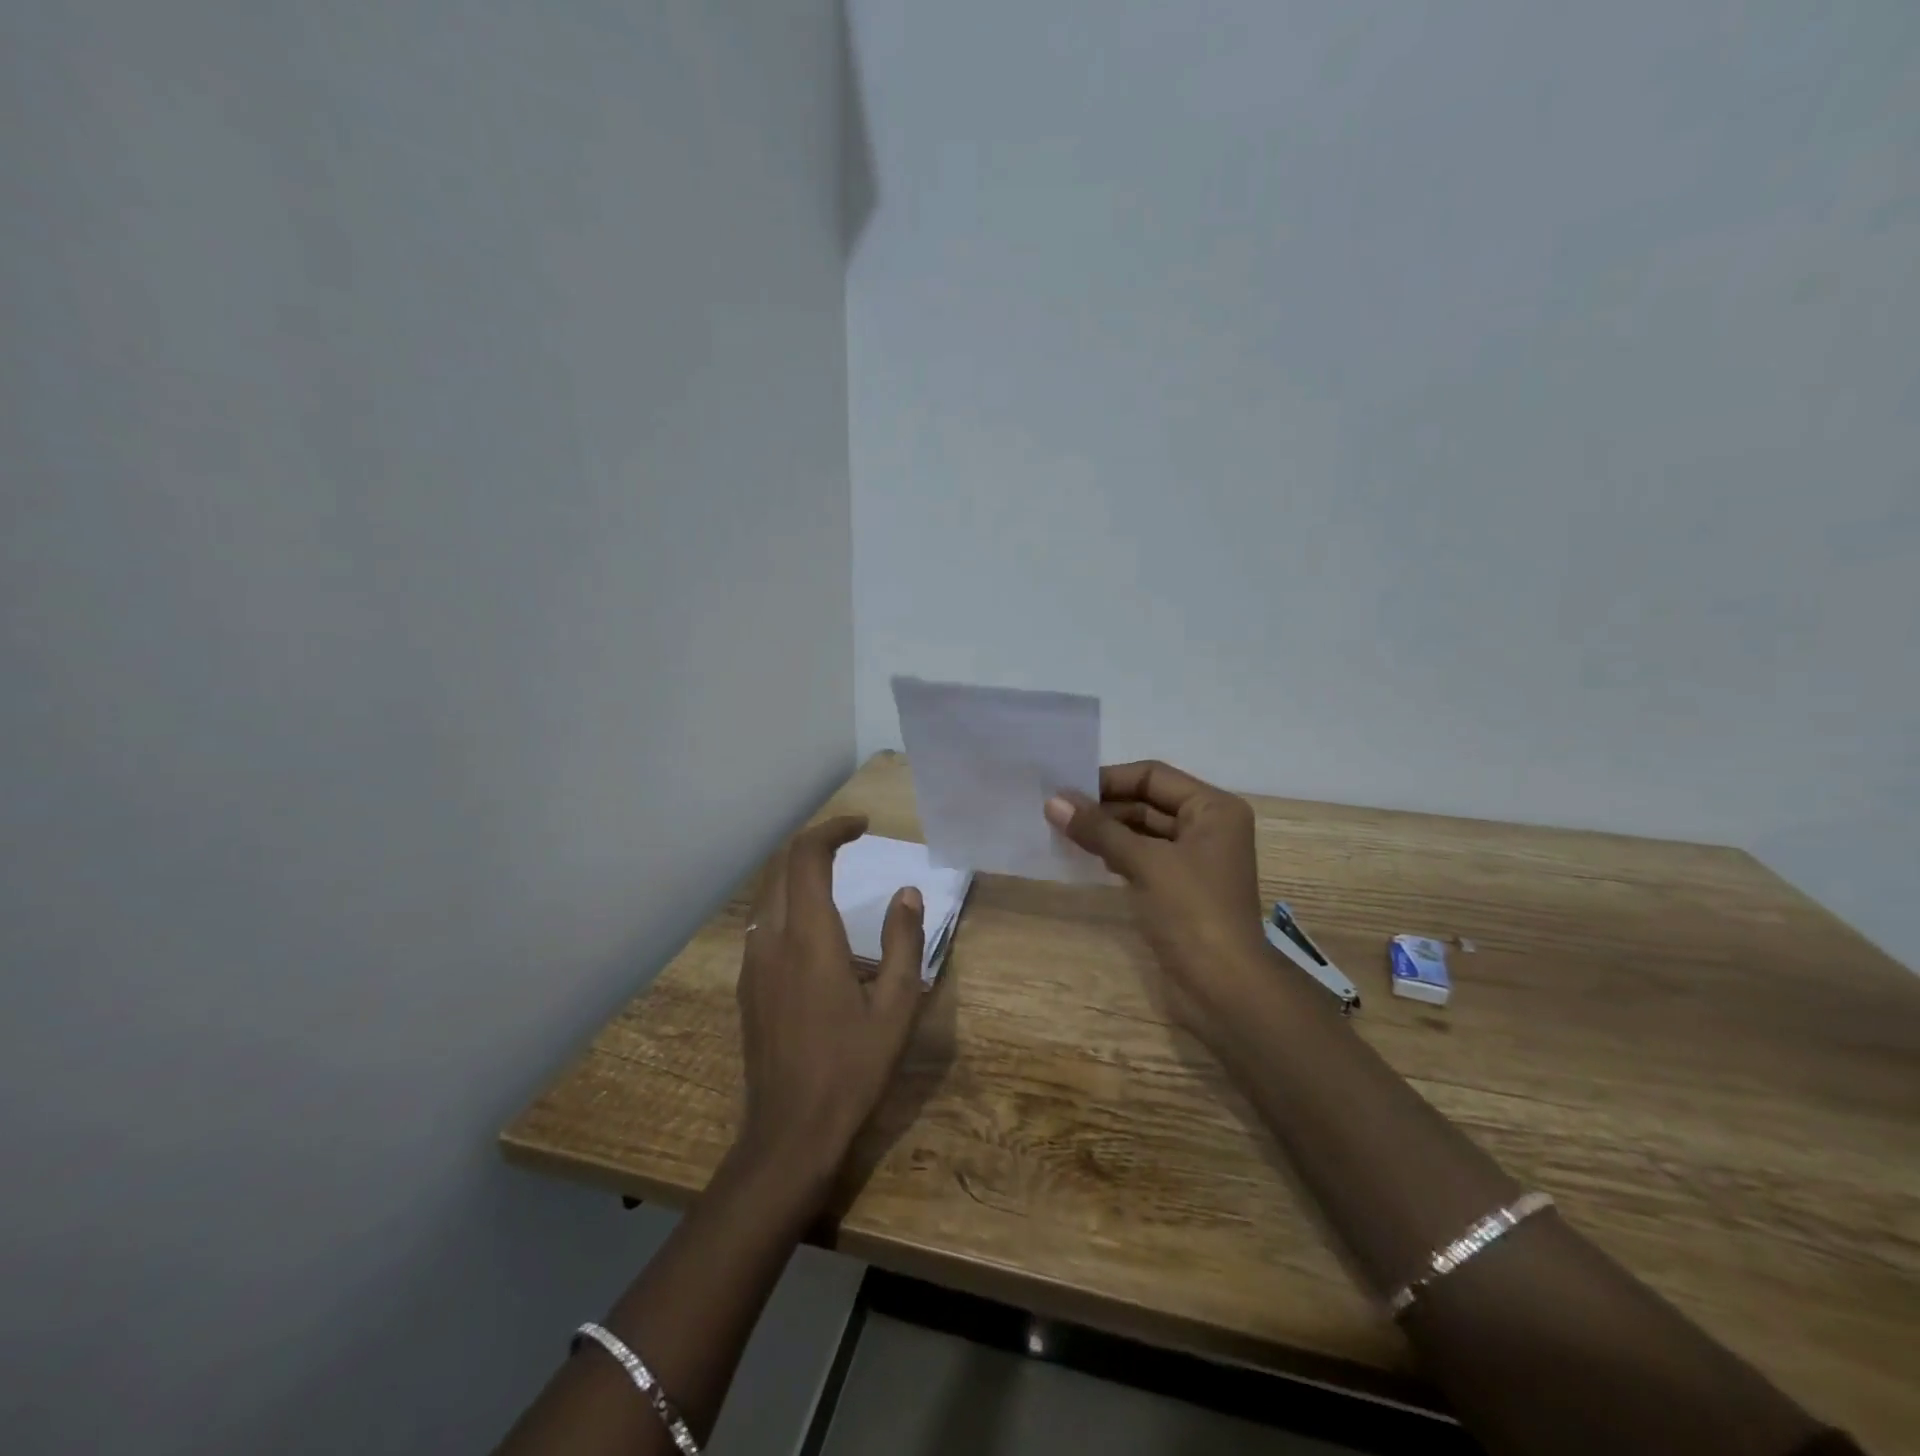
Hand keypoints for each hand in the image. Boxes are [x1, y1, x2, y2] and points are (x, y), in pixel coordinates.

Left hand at [735, 815, 927, 1193]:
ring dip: (798, 873)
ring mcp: (753, 964)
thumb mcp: (898, 1007)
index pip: (807, 857)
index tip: (862, 826)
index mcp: (810, 938)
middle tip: (850, 843)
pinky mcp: (747, 986)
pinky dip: (788, 904)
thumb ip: (905, 942)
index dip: (832, 829)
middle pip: (781, 867)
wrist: (790, 1132)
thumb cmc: (852, 1068)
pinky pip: (763, 924)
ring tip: (835, 878)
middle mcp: (772, 939)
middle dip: (814, 844)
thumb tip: (908, 893)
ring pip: (768, 895)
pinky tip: (815, 931)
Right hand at [1045, 761, 1269, 1040]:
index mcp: (1213, 808)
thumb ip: (1099, 829)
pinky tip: (1087, 858)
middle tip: (1057, 813)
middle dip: (1104, 807)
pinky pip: (1144, 857)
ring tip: (1063, 832)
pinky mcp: (1181, 888)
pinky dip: (1117, 854)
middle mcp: (1208, 826)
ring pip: (1143, 831)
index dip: (1109, 780)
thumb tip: (1052, 802)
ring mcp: (1195, 859)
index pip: (1153, 776)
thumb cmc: (1192, 912)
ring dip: (1107, 831)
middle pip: (1148, 801)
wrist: (1225, 988)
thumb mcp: (1144, 862)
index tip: (1065, 790)